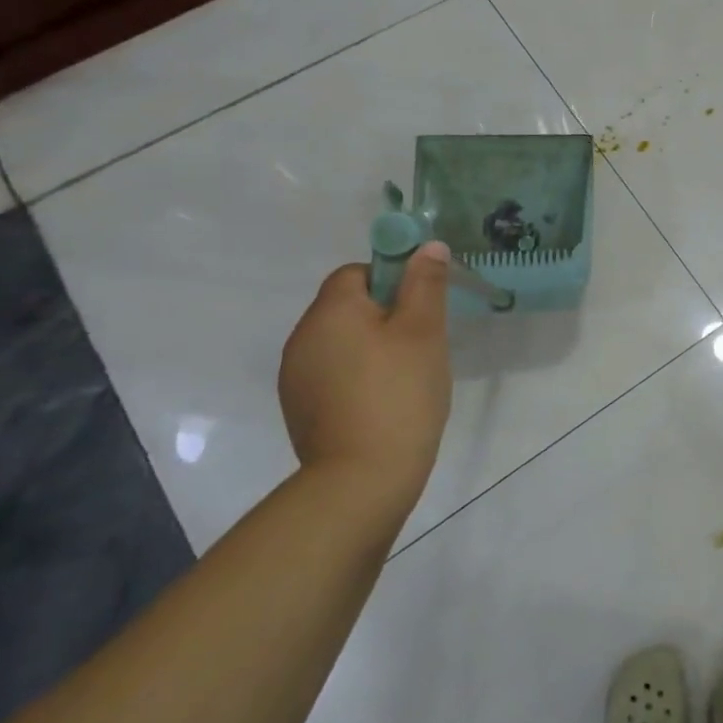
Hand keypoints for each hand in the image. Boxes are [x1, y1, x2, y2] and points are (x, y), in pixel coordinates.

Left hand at [278, 244, 453, 507]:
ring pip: (341, 342)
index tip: (421, 309)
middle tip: (422, 345)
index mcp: (329, 311)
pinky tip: (383, 403)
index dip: (392, 281)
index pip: (356, 272)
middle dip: (385, 317)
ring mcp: (296, 376)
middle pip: (347, 307)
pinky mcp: (300, 408)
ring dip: (371, 348)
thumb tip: (427, 246)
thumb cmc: (400, 392)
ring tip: (406, 378)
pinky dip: (357, 378)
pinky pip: (333, 374)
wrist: (362, 477)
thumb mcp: (424, 331)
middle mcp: (302, 337)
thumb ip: (425, 284)